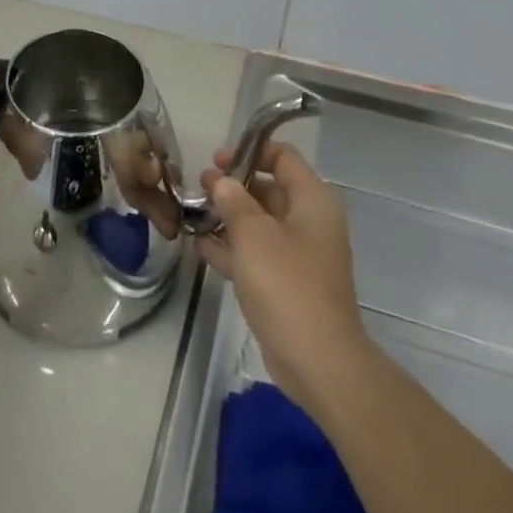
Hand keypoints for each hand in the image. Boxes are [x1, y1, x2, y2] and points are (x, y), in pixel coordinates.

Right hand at [197, 141, 373, 412]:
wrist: (318, 360)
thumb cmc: (287, 285)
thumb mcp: (253, 235)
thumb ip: (233, 201)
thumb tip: (221, 182)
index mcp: (312, 200)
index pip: (283, 157)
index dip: (249, 151)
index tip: (216, 161)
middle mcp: (309, 221)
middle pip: (269, 188)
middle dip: (234, 185)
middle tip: (199, 187)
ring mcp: (299, 254)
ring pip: (260, 223)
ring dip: (229, 216)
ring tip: (194, 212)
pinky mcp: (287, 283)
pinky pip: (256, 253)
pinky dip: (232, 247)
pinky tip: (200, 245)